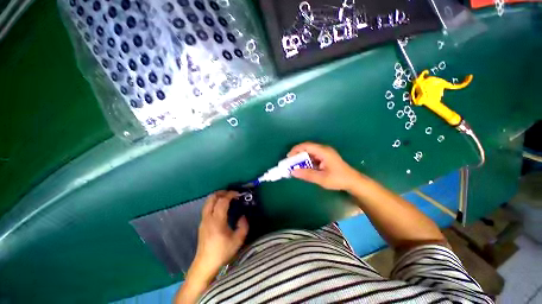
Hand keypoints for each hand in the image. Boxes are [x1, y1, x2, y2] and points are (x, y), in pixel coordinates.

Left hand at [193, 191, 248, 276]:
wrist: (205, 265)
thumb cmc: (222, 252)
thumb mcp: (238, 240)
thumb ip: (243, 226)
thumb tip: (243, 216)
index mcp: (217, 220)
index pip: (222, 201)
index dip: (231, 194)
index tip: (238, 194)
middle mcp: (208, 218)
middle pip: (212, 198)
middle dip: (222, 192)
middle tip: (232, 194)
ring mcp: (203, 220)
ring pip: (208, 202)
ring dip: (217, 197)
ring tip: (227, 198)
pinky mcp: (202, 224)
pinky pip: (207, 208)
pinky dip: (214, 203)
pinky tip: (221, 208)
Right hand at [288, 142, 362, 190]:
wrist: (353, 181)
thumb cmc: (338, 179)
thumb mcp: (321, 178)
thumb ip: (307, 174)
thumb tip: (293, 172)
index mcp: (323, 151)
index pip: (306, 146)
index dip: (296, 150)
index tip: (288, 157)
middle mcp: (323, 149)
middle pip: (307, 148)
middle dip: (297, 154)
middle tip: (290, 162)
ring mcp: (325, 153)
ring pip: (309, 152)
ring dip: (302, 158)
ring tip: (295, 166)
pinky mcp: (325, 157)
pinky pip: (313, 156)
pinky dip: (307, 161)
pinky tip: (304, 167)